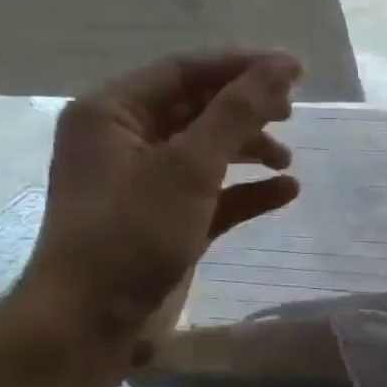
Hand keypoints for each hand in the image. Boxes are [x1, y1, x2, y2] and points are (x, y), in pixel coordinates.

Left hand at [22, 51, 301, 336]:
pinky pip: (213, 191)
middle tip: (293, 114)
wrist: (90, 321)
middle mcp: (125, 139)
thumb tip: (283, 66)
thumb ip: (237, 113)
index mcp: (113, 113)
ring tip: (288, 161)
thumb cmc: (132, 232)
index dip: (241, 66)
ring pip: (207, 150)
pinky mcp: (165, 218)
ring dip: (250, 150)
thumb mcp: (189, 167)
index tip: (296, 70)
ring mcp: (145, 182)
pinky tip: (285, 192)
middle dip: (247, 109)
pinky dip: (247, 190)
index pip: (185, 71)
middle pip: (197, 108)